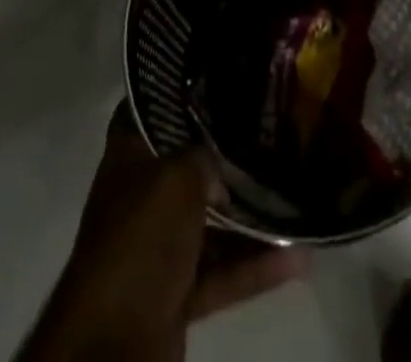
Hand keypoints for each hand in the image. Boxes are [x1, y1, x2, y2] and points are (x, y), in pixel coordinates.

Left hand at [22, 107, 306, 359]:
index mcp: (130, 155)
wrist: (112, 344)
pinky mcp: (177, 292)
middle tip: (275, 130)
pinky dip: (255, 266)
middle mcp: (142, 193)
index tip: (226, 75)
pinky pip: (222, 270)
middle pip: (190, 163)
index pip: (156, 106)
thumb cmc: (139, 240)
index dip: (185, 90)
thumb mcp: (176, 178)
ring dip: (251, 215)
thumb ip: (204, 156)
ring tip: (297, 194)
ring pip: (212, 220)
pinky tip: (298, 257)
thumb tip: (223, 163)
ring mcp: (159, 245)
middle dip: (228, 153)